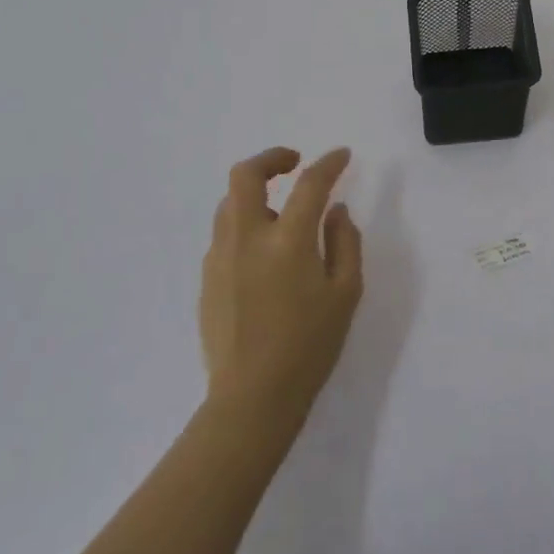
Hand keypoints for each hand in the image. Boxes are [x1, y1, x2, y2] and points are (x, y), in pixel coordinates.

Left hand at [200, 146, 363, 427]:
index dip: (329, 164)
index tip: (342, 155)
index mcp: (287, 241)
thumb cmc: (310, 345)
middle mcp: (247, 239)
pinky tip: (263, 251)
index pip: (309, 184)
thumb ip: (345, 242)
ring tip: (279, 209)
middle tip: (293, 163)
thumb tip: (336, 211)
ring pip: (229, 203)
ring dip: (255, 193)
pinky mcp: (207, 279)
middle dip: (271, 158)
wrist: (252, 398)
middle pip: (245, 176)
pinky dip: (244, 225)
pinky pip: (224, 234)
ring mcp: (220, 258)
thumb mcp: (346, 293)